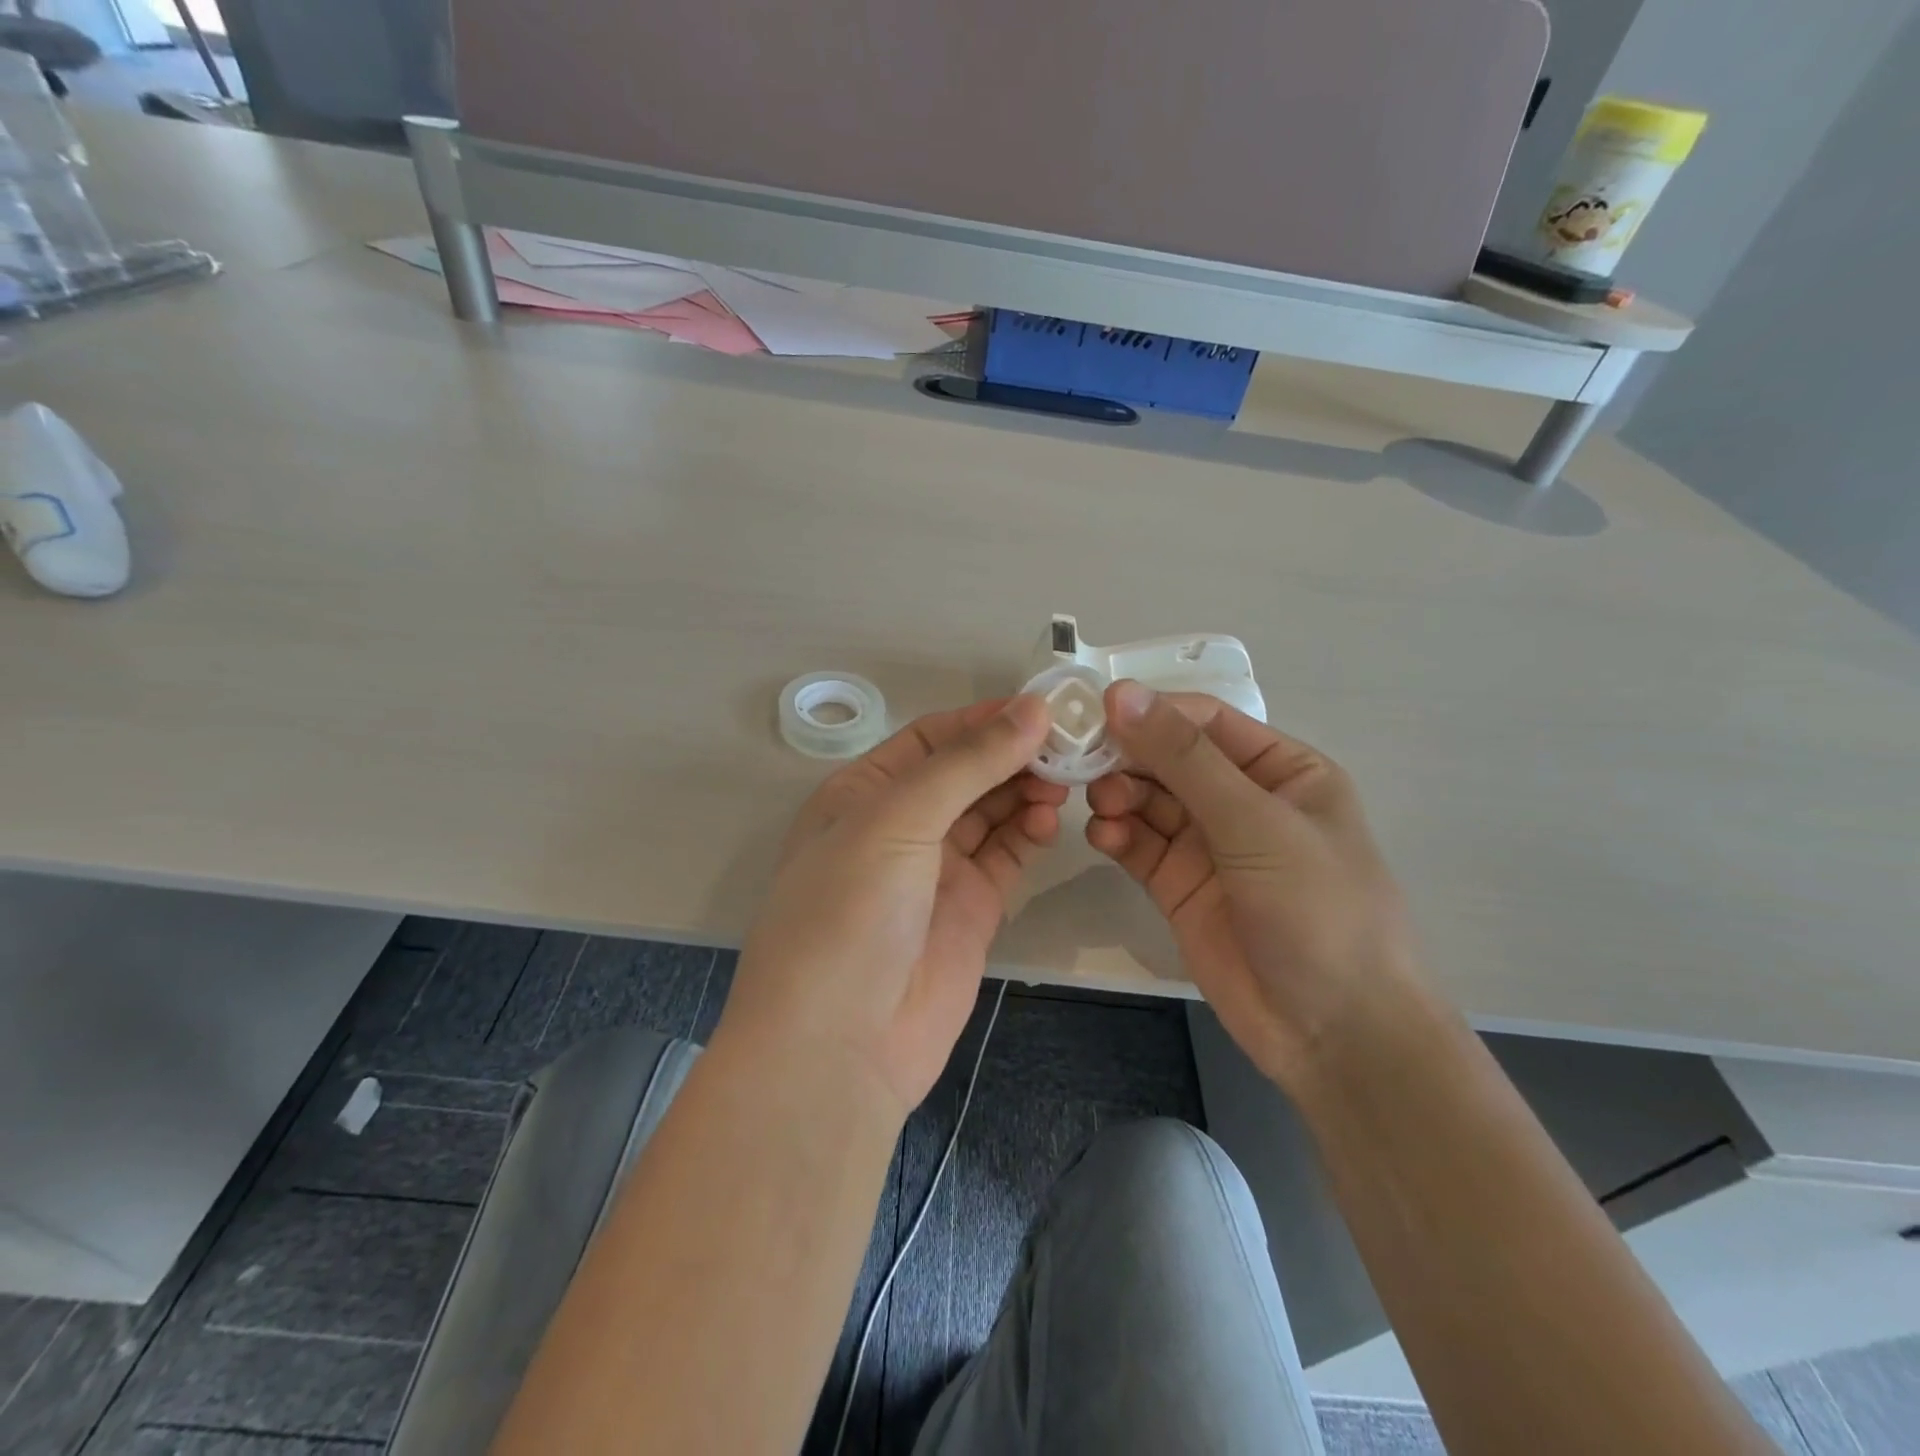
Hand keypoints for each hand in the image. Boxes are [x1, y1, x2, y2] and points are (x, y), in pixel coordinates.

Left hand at [720, 696, 1065, 1115]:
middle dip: (1012, 754)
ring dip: (1026, 790)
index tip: (1042, 707)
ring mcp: (937, 869)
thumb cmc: (849, 911)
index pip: (931, 738)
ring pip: (991, 812)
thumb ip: (968, 763)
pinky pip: (1007, 855)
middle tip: (1068, 745)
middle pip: (966, 772)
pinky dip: (1030, 833)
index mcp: (863, 792)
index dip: (983, 720)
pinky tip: (1050, 820)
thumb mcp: (897, 819)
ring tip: (1064, 780)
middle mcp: (900, 825)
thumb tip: (1033, 708)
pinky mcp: (972, 908)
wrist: (839, 1045)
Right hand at [1086, 681, 1421, 1086]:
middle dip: (1128, 758)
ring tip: (1101, 806)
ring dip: (1118, 796)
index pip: (1205, 722)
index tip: (1096, 712)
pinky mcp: (1179, 885)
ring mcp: (1207, 845)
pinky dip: (1116, 835)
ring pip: (1147, 800)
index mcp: (1281, 769)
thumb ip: (1185, 759)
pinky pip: (1138, 845)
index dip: (1152, 712)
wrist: (1336, 1035)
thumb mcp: (1255, 824)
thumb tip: (1121, 693)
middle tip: (1083, 763)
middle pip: (1168, 759)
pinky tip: (1103, 838)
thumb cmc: (1318, 910)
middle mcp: (1241, 799)